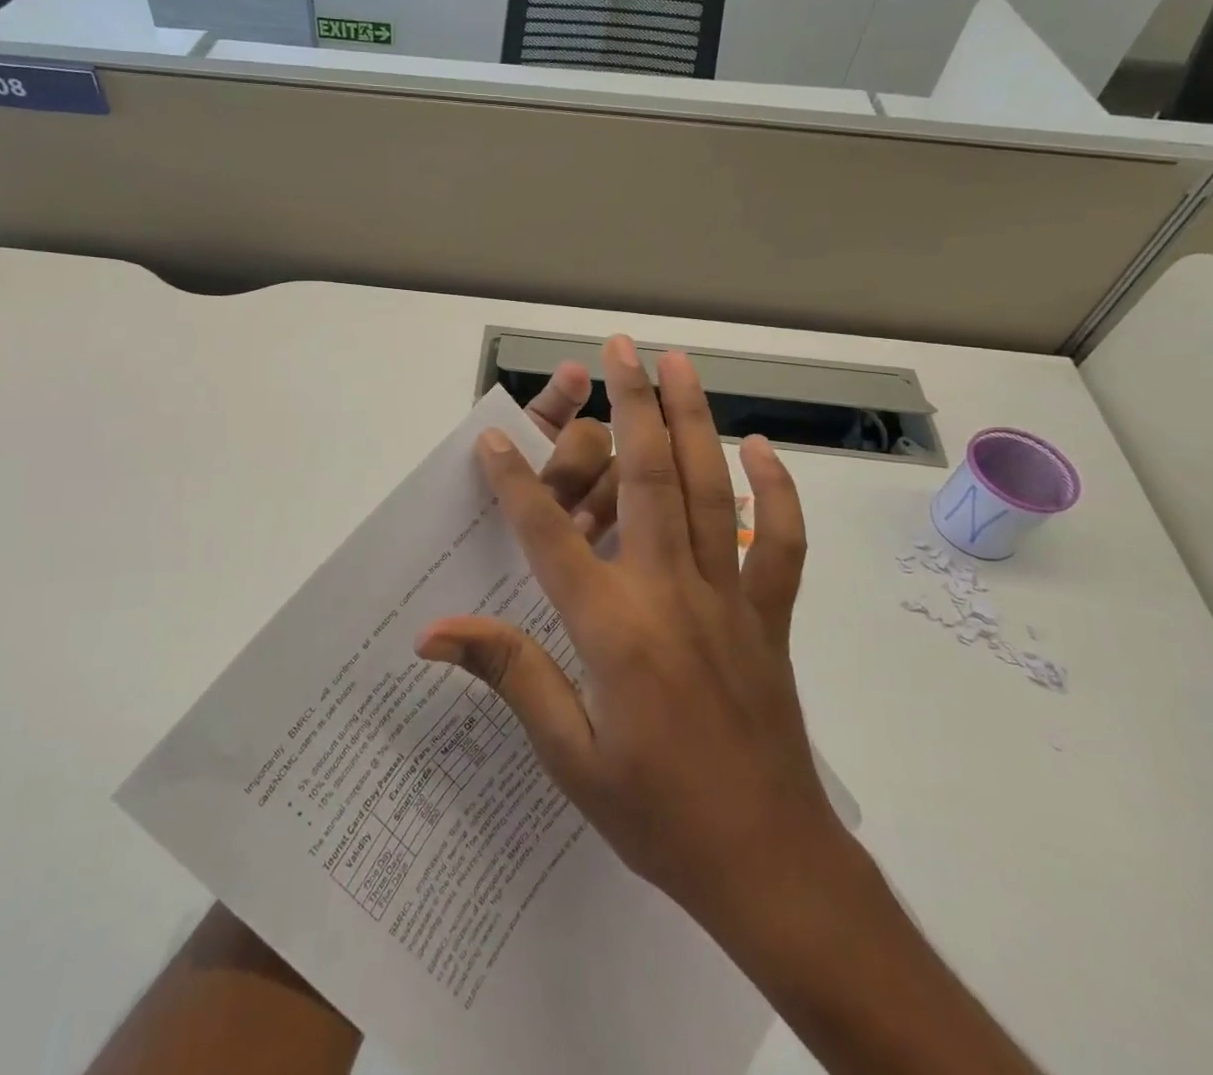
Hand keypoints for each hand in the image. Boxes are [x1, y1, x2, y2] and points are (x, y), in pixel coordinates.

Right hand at [417, 336, 848, 932]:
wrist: (769, 864)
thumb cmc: (657, 814)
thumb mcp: (568, 755)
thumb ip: (510, 674)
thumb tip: (434, 634)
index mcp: (613, 628)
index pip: (550, 536)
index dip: (517, 482)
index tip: (495, 436)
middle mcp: (670, 593)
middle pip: (647, 479)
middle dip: (629, 405)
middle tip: (618, 348)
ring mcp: (728, 597)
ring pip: (709, 489)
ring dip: (693, 419)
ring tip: (679, 364)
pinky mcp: (768, 613)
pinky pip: (777, 540)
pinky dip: (773, 490)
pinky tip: (759, 447)